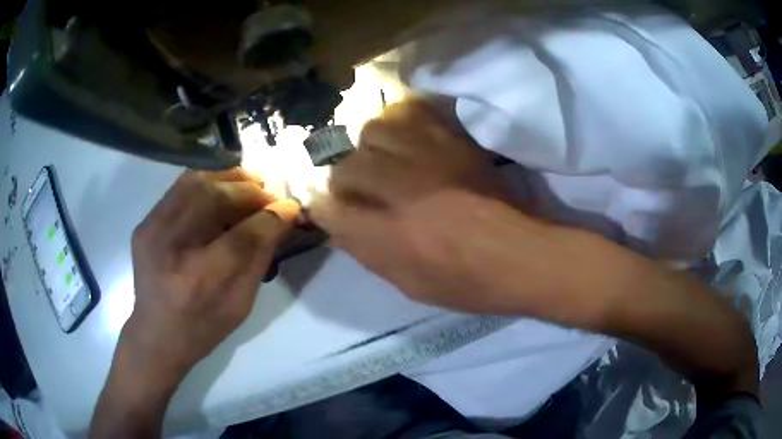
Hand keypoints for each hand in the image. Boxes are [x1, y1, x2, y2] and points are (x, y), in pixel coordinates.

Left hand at [123, 168, 298, 382]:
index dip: (270, 217)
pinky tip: (221, 190)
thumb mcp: (240, 304)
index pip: (241, 237)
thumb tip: (282, 217)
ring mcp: (151, 230)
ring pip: (193, 182)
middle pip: (213, 197)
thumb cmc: (203, 327)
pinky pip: (179, 189)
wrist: (156, 334)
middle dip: (248, 190)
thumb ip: (260, 257)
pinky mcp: (145, 223)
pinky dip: (206, 182)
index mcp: (198, 281)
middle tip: (269, 194)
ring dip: (227, 179)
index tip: (291, 208)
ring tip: (249, 184)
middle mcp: (170, 248)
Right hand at [310, 99, 526, 312]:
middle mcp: (402, 190)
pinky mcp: (454, 143)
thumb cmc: (467, 283)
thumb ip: (368, 254)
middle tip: (360, 190)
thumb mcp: (410, 286)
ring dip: (370, 148)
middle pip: (346, 165)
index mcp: (390, 236)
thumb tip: (338, 227)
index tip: (329, 211)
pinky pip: (414, 113)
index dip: (323, 209)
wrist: (521, 256)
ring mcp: (430, 159)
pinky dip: (402, 122)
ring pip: (374, 130)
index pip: (330, 209)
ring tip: (384, 161)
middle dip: (344, 180)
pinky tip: (407, 139)